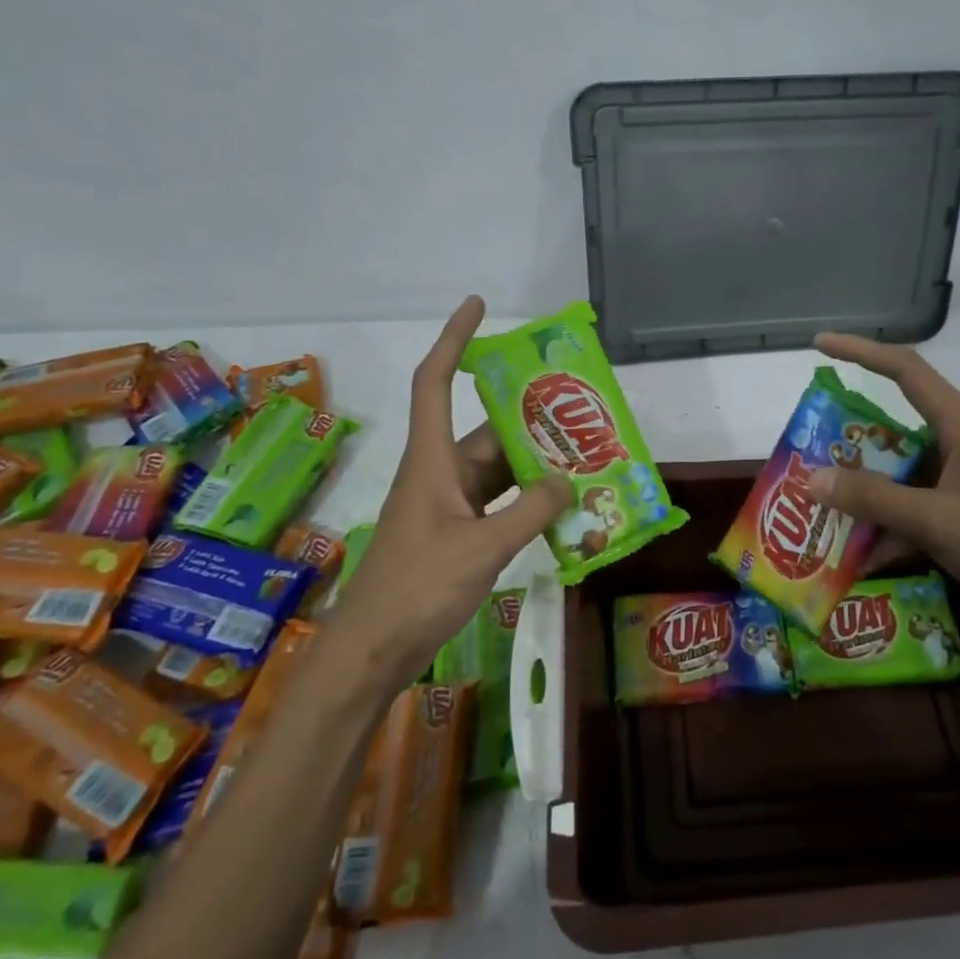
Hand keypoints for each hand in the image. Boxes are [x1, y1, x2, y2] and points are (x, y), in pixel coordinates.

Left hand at [329, 297, 572, 685]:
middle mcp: (440, 473)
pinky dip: (527, 502)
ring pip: (498, 470)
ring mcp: (448, 505)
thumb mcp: (482, 548)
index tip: (478, 307)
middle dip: (530, 421)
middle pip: (487, 431)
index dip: (454, 339)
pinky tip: (563, 509)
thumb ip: (529, 511)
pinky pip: (499, 503)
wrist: (373, 651)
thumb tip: (567, 479)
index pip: (436, 382)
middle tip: (581, 412)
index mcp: (432, 460)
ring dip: (535, 466)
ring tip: (586, 460)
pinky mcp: (456, 534)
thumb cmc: (416, 589)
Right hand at [809, 332, 959, 650]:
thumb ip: (873, 498)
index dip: (861, 352)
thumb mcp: (936, 520)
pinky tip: (853, 552)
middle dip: (849, 439)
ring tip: (817, 502)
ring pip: (896, 474)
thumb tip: (812, 479)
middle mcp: (958, 447)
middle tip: (806, 448)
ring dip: (862, 489)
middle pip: (892, 427)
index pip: (906, 371)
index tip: (819, 345)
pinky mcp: (959, 519)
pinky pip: (908, 510)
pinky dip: (882, 527)